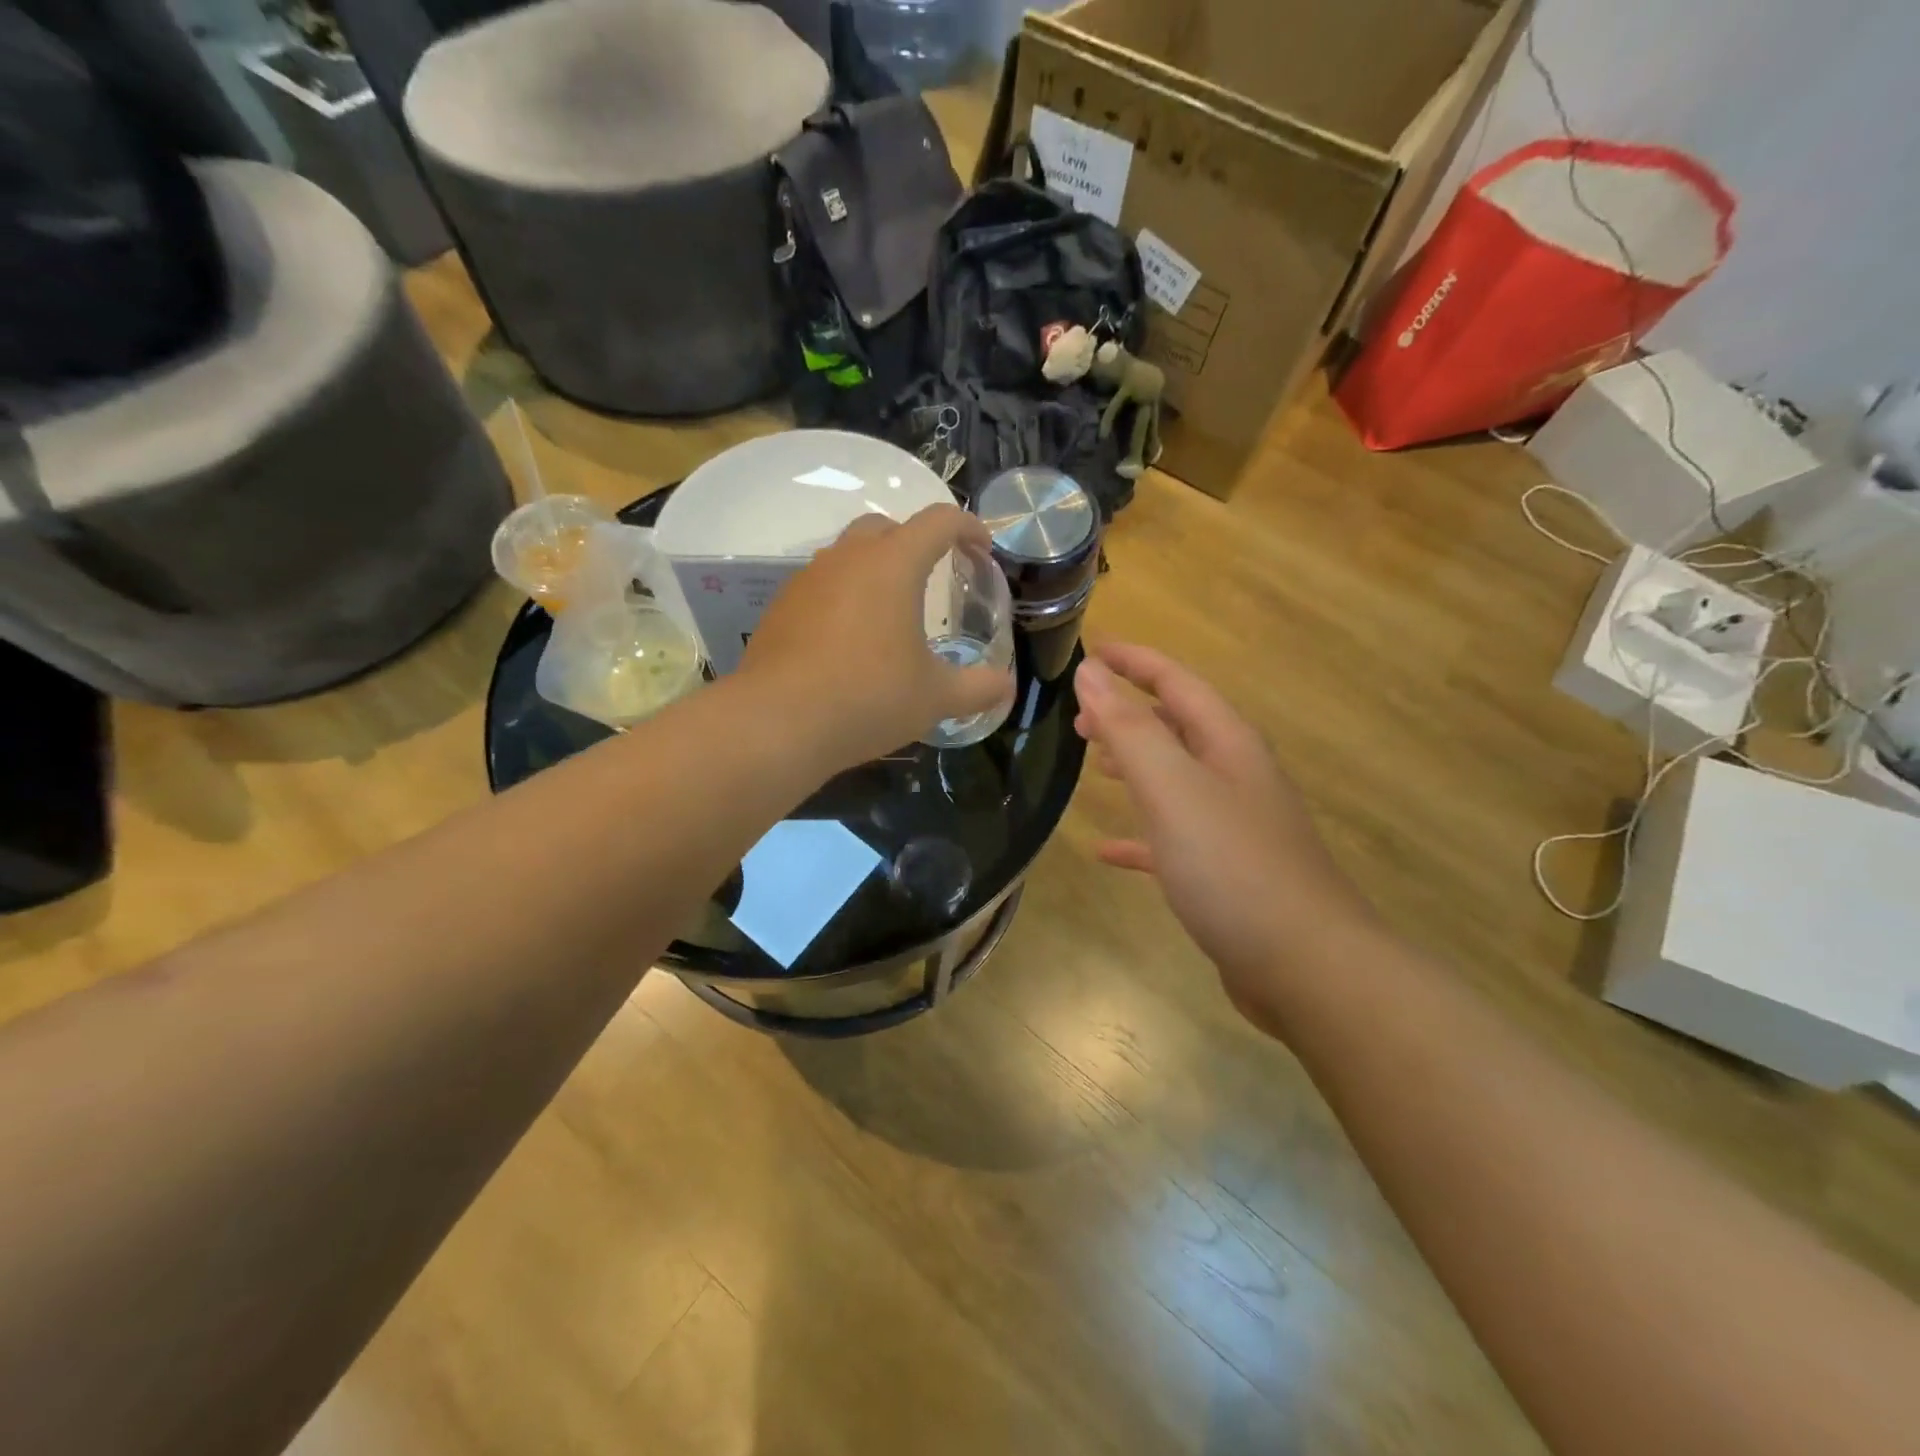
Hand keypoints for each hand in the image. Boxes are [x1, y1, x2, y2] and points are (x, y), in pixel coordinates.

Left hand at [741, 506, 1012, 771]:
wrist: (777, 723)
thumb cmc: (868, 698)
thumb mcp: (935, 698)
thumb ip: (977, 688)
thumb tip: (1005, 687)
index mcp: (893, 565)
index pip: (939, 522)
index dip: (968, 527)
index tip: (982, 548)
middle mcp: (847, 558)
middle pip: (886, 527)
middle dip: (915, 542)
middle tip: (933, 575)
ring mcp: (807, 580)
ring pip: (847, 555)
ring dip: (874, 569)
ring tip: (890, 612)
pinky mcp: (780, 607)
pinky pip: (821, 586)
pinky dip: (843, 598)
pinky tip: (848, 641)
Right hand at [1073, 643, 1376, 1028]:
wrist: (1306, 967)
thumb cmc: (1234, 866)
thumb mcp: (1173, 788)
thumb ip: (1130, 729)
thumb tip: (1090, 672)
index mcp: (1227, 744)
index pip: (1176, 682)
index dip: (1133, 662)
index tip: (1090, 651)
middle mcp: (1235, 776)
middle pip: (1177, 727)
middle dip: (1129, 714)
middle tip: (1080, 718)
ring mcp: (1234, 827)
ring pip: (1175, 780)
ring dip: (1135, 766)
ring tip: (1093, 766)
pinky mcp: (1226, 874)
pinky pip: (1173, 839)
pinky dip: (1140, 835)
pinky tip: (1107, 851)